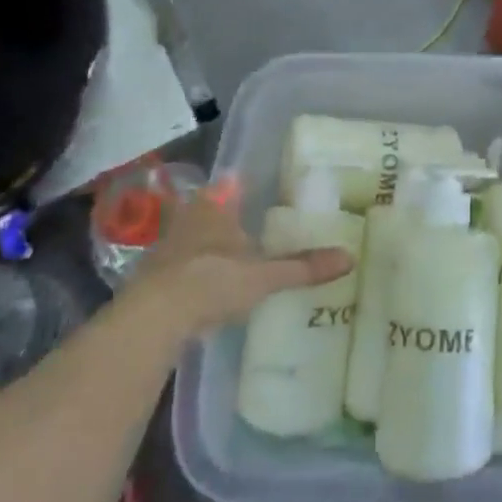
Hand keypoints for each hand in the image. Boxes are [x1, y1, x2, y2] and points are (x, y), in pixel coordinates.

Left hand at [124, 180, 353, 335]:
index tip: (253, 184)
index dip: (241, 183)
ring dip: (204, 241)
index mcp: (217, 207)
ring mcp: (166, 247)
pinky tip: (202, 283)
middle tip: (243, 221)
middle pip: (207, 206)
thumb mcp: (265, 276)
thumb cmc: (213, 280)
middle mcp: (190, 218)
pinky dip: (190, 269)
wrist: (153, 318)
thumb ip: (303, 267)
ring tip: (226, 252)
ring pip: (189, 234)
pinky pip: (177, 264)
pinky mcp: (151, 277)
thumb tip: (350, 257)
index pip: (230, 183)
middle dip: (222, 212)